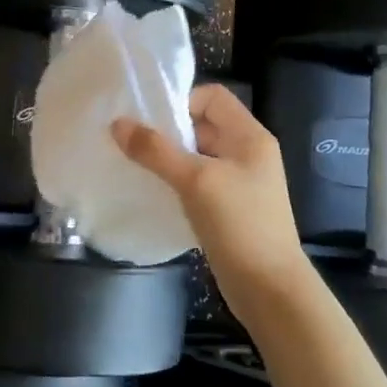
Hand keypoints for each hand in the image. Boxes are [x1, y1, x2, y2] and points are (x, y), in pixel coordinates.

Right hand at [112, 84, 313, 321]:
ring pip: (197, 156)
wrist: (269, 289)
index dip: (181, 101)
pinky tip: (153, 192)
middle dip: (168, 131)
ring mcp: (239, 182)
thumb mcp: (195, 181)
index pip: (212, 97)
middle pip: (202, 125)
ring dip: (168, 158)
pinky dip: (176, 182)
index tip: (149, 121)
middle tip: (132, 142)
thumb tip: (117, 124)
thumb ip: (155, 151)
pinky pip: (198, 182)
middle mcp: (247, 153)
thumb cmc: (239, 224)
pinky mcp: (229, 208)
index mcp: (250, 136)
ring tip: (136, 166)